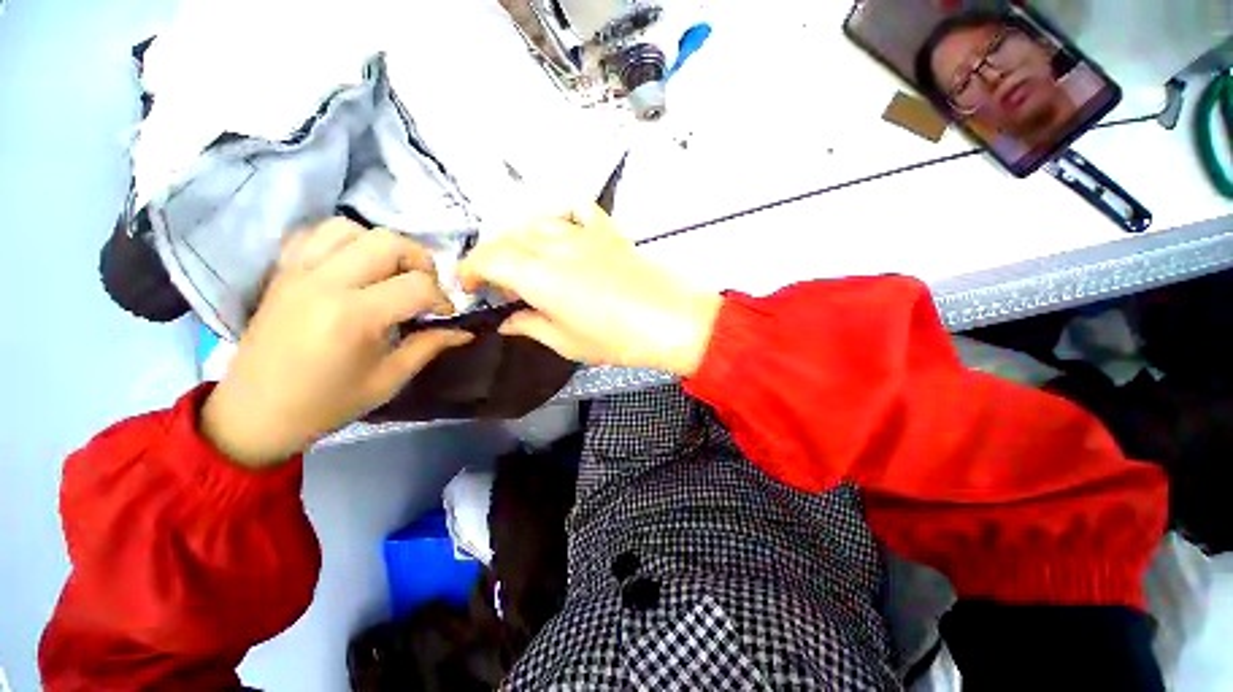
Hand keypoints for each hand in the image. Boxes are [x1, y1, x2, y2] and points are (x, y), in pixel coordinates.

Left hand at [201, 218, 472, 466]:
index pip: (418, 285)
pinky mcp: (282, 271)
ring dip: (382, 247)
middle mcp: (326, 283)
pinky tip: (354, 267)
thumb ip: (429, 346)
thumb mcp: (389, 379)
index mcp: (354, 317)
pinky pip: (315, 234)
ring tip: (390, 274)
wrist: (256, 412)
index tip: (445, 315)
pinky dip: (344, 242)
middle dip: (420, 262)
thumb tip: (465, 331)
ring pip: (352, 228)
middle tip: (424, 288)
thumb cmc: (328, 402)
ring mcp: (299, 272)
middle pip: (388, 242)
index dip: (442, 299)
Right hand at [459, 204, 721, 374]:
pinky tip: (561, 231)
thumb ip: (531, 327)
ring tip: (525, 261)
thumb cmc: (617, 339)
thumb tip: (507, 321)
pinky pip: (576, 209)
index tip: (469, 288)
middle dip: (493, 257)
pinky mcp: (608, 231)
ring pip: (536, 221)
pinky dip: (560, 214)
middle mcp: (556, 245)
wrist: (671, 321)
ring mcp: (584, 234)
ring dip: (520, 238)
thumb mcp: (567, 343)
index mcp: (540, 275)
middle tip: (500, 285)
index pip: (488, 258)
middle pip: (508, 237)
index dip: (469, 270)